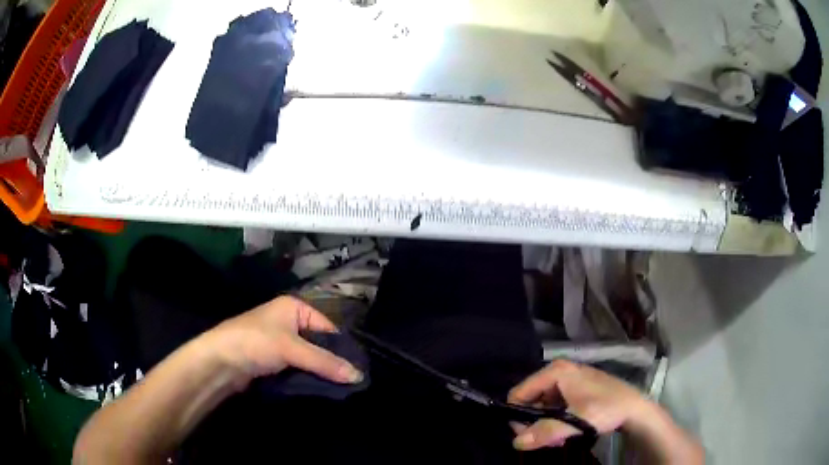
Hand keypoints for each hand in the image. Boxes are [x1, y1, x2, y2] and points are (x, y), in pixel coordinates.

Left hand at [200, 296, 363, 389]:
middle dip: (331, 363)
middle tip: (351, 383)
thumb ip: (325, 362)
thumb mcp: (292, 349)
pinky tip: (321, 390)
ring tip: (341, 390)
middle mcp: (289, 322)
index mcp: (295, 308)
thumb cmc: (256, 343)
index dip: (342, 349)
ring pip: (309, 359)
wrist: (219, 361)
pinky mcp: (274, 361)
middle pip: (319, 344)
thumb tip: (359, 376)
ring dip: (320, 373)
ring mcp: (280, 343)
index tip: (358, 370)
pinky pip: (298, 368)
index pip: (328, 328)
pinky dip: (308, 378)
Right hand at [508, 359, 650, 450]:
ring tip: (558, 438)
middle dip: (534, 422)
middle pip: (530, 399)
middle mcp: (559, 371)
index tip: (527, 435)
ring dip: (544, 424)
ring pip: (542, 404)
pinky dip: (554, 420)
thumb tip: (516, 443)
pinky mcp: (575, 389)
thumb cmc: (606, 409)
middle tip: (545, 440)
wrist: (635, 408)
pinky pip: (554, 405)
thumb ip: (545, 432)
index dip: (518, 415)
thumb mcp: (576, 422)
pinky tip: (565, 431)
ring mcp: (568, 379)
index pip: (520, 392)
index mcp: (556, 371)